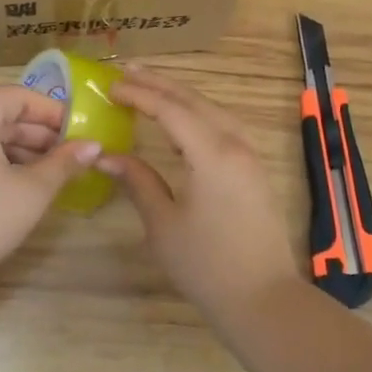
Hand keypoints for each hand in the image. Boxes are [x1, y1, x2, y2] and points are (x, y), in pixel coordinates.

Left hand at [0, 86, 101, 307]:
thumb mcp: (31, 191)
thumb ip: (64, 163)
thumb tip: (94, 145)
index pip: (18, 97)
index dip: (51, 111)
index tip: (78, 130)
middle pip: (3, 116)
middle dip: (40, 134)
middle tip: (72, 156)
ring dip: (22, 150)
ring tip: (54, 174)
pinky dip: (0, 162)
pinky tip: (24, 185)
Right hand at [100, 66, 303, 317]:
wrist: (263, 299)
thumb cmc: (207, 264)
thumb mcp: (163, 223)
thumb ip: (138, 181)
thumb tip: (107, 155)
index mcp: (212, 153)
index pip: (170, 109)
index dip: (139, 94)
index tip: (111, 86)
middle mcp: (235, 144)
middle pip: (194, 101)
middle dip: (160, 84)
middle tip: (128, 71)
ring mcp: (249, 156)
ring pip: (212, 111)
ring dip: (181, 96)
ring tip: (151, 87)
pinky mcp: (254, 170)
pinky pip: (223, 127)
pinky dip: (198, 115)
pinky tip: (182, 122)